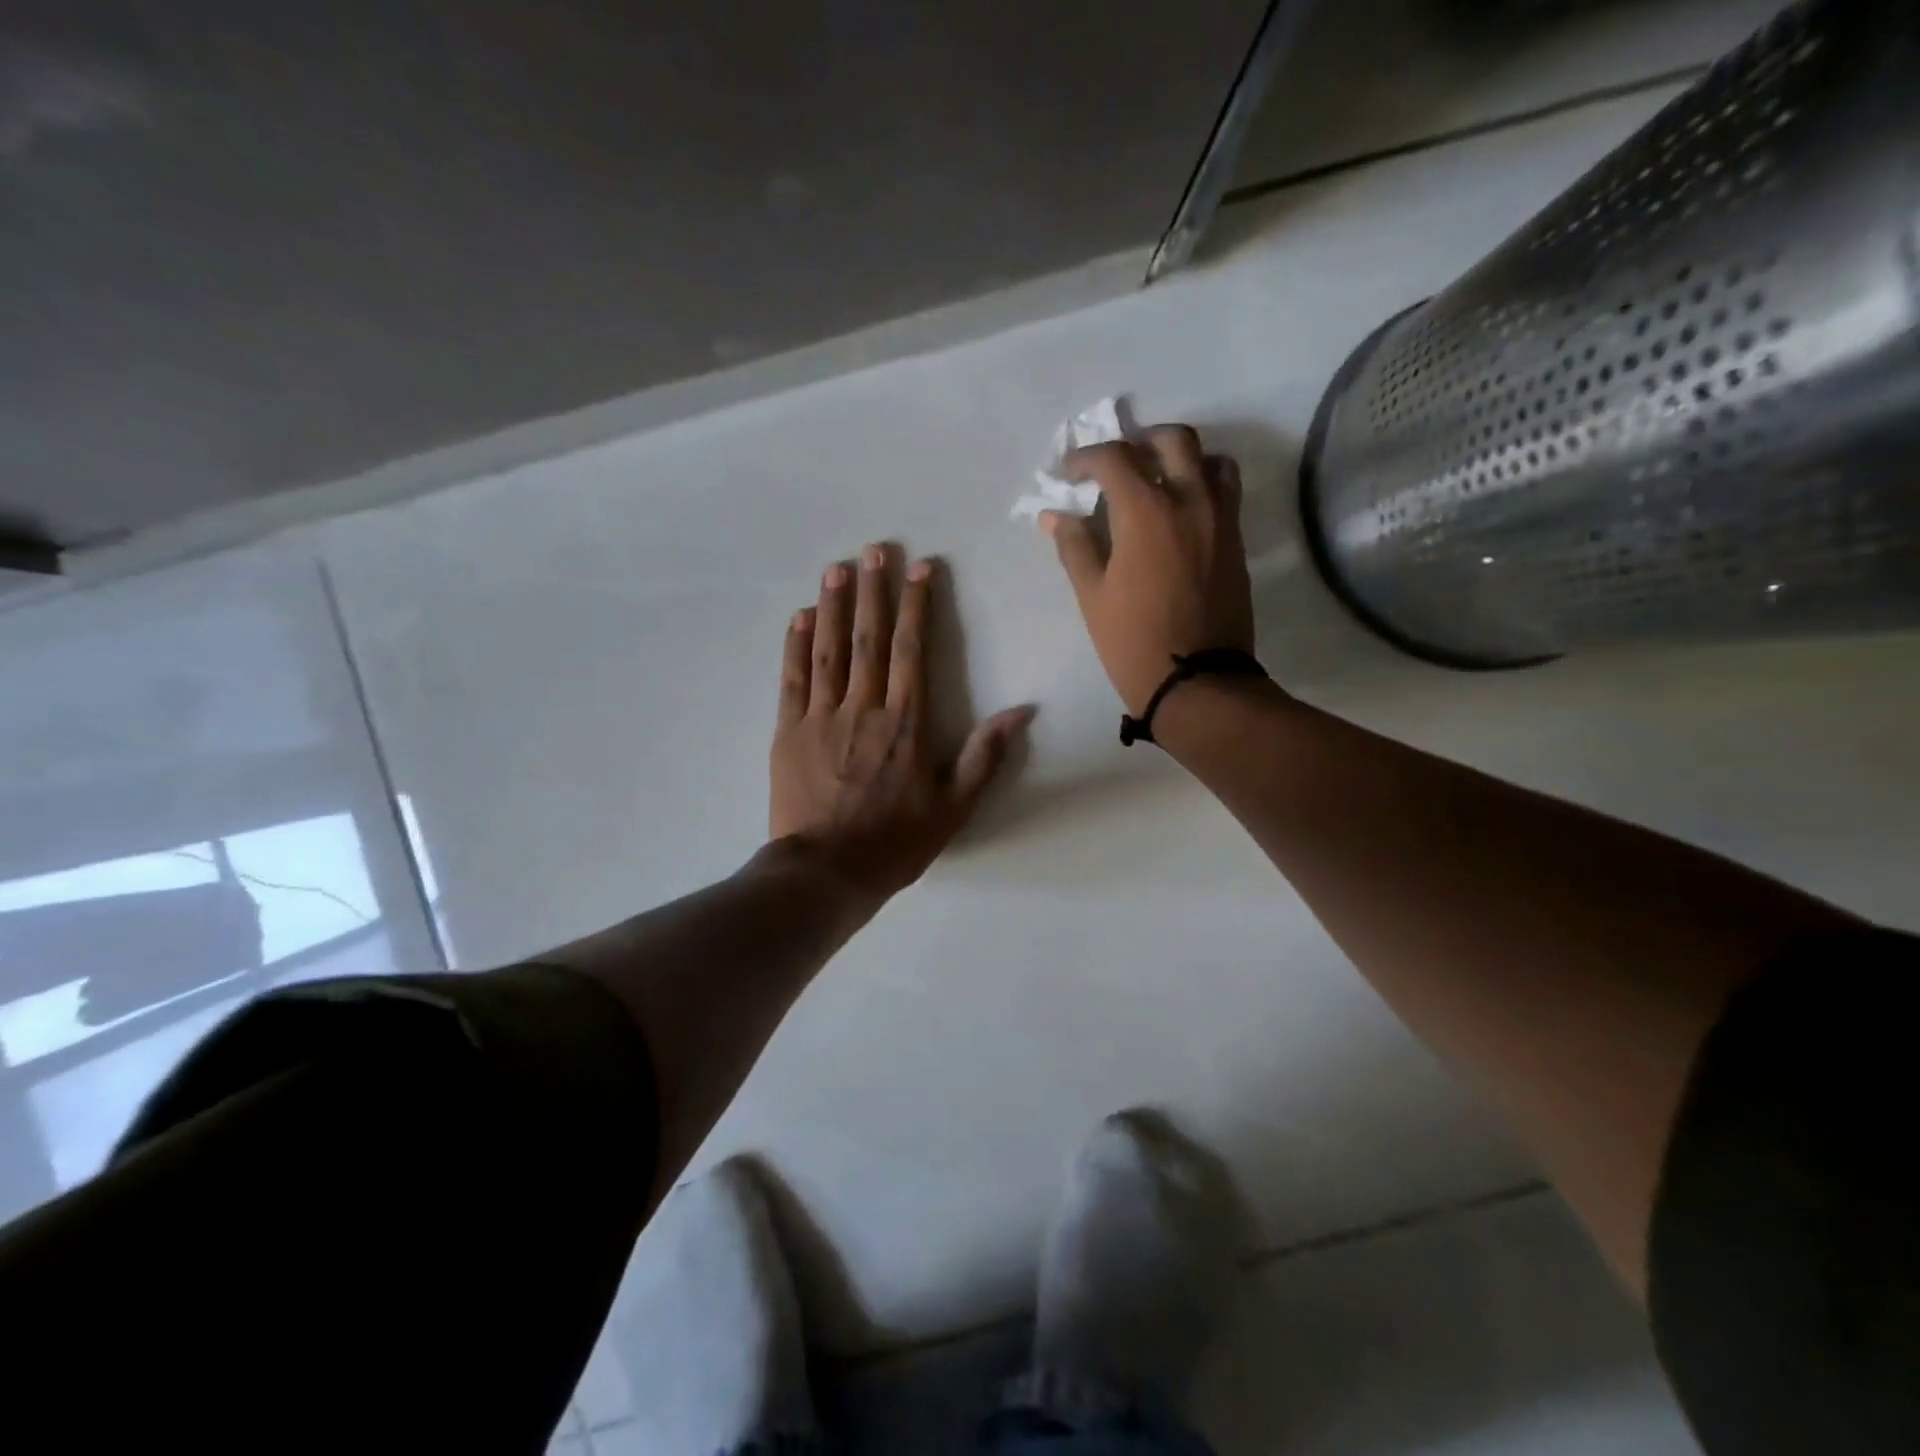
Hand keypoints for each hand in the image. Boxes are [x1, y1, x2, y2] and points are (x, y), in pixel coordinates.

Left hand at [771, 545, 1035, 902]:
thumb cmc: (895, 842)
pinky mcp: (788, 731)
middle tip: (873, 551)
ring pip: (828, 649)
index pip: (912, 650)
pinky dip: (795, 645)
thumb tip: (1022, 712)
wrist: (826, 872)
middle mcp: (864, 708)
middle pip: (869, 638)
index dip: (916, 606)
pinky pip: (793, 679)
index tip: (918, 568)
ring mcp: (821, 716)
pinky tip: (799, 616)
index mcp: (905, 722)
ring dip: (832, 605)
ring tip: (836, 568)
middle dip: (873, 591)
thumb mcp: (955, 806)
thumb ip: (985, 755)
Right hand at [1041, 424, 1256, 714]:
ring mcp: (1221, 518)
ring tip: (1156, 480)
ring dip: (1180, 457)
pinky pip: (1226, 490)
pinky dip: (1203, 483)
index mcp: (1146, 512)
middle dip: (1139, 442)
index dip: (1086, 458)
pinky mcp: (1237, 540)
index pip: (1115, 458)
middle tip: (1117, 465)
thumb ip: (1074, 546)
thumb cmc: (1133, 642)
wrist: (1197, 682)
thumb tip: (1054, 514)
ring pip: (1209, 458)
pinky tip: (1180, 510)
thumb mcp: (1092, 596)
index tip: (1069, 473)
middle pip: (1172, 440)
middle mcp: (1190, 500)